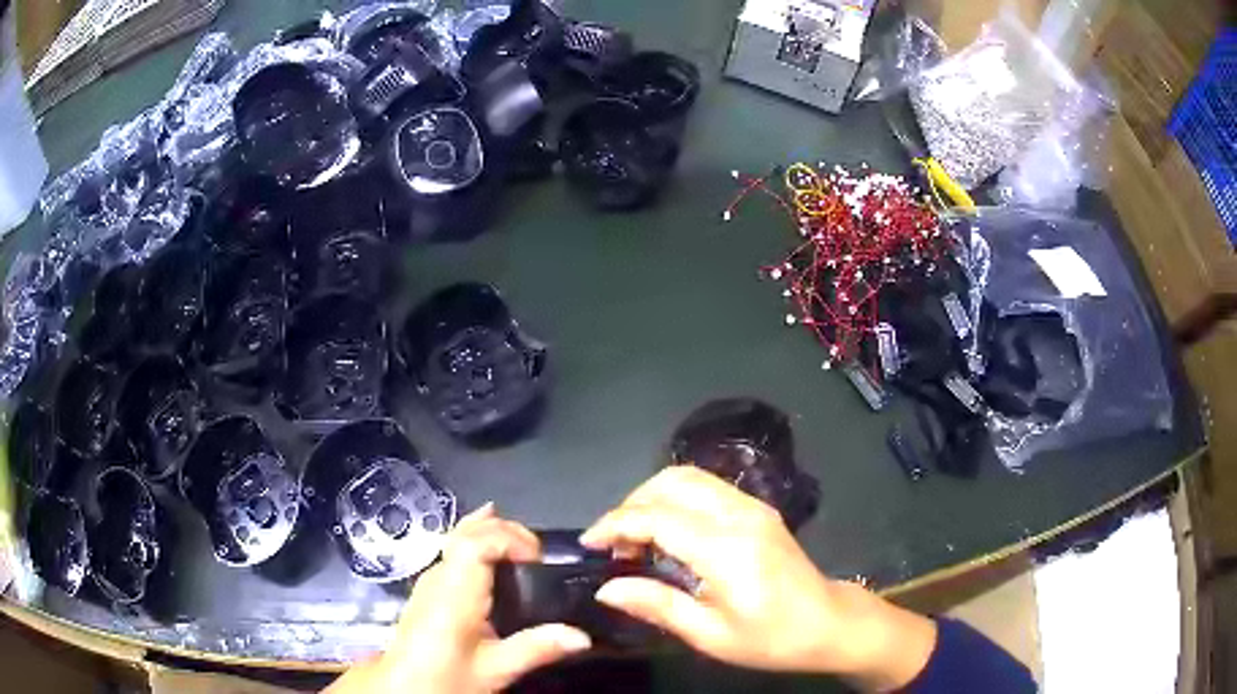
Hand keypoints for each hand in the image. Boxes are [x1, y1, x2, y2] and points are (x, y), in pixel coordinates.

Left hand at [327, 504, 590, 693]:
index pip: (477, 541)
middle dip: (507, 532)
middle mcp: (439, 576)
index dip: (511, 538)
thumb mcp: (495, 670)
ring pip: (457, 538)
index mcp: (454, 591)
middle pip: (468, 532)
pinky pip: (453, 549)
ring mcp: (430, 579)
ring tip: (523, 544)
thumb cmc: (446, 677)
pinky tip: (487, 540)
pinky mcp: (428, 588)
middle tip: (540, 556)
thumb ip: (537, 649)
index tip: (539, 561)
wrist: (404, 687)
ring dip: (492, 533)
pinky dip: (475, 537)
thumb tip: (582, 636)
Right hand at [581, 467, 936, 691]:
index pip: (657, 516)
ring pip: (690, 477)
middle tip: (614, 544)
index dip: (616, 524)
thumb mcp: (711, 635)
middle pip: (672, 482)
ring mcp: (753, 507)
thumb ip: (657, 605)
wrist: (827, 623)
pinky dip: (676, 499)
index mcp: (726, 549)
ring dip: (653, 497)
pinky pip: (707, 488)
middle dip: (631, 504)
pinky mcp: (758, 510)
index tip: (589, 543)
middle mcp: (739, 515)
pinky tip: (668, 533)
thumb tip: (607, 588)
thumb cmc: (771, 638)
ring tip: (636, 538)